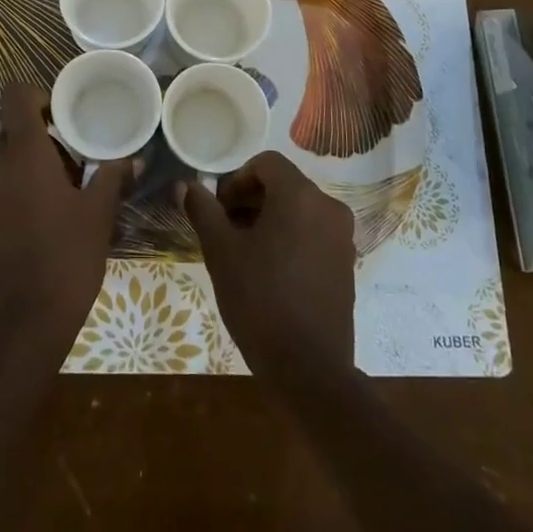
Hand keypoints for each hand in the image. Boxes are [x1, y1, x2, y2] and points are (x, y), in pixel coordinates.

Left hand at [0, 84, 131, 368]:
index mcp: (22, 153)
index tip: (67, 117)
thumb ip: (113, 178)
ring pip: (7, 158)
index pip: (16, 96)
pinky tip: (48, 217)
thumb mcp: (98, 216)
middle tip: (80, 164)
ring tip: (69, 194)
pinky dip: (20, 186)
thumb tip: (135, 159)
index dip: (40, 95)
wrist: (19, 327)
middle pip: (15, 129)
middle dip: (46, 138)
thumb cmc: (65, 260)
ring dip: (34, 164)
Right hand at [181, 151, 356, 391]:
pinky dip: (290, 237)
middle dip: (251, 199)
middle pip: (284, 184)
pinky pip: (314, 232)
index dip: (236, 179)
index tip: (219, 207)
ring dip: (269, 218)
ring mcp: (342, 237)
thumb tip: (185, 185)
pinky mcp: (346, 263)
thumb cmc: (259, 299)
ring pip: (299, 209)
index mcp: (300, 196)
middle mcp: (328, 207)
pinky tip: (269, 269)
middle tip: (224, 228)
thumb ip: (203, 210)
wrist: (308, 368)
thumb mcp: (221, 252)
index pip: (266, 163)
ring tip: (244, 251)